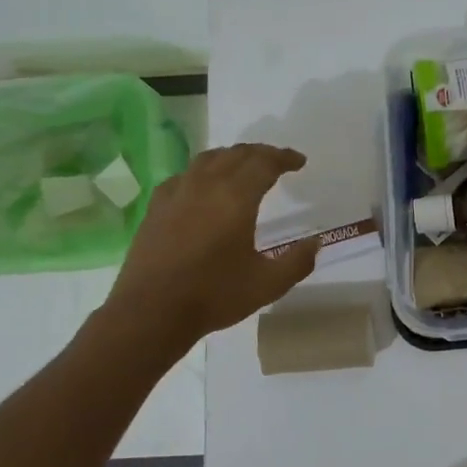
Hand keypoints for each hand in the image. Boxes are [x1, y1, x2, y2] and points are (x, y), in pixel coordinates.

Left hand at [100, 144, 316, 351]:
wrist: (151, 312)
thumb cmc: (214, 296)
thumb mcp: (268, 284)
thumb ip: (297, 261)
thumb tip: (315, 242)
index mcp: (236, 198)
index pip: (264, 163)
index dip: (284, 158)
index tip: (299, 162)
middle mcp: (206, 186)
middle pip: (237, 154)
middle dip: (261, 153)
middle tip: (278, 162)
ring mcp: (177, 194)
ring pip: (208, 159)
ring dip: (232, 156)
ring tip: (244, 166)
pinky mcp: (157, 207)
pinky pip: (184, 175)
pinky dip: (203, 171)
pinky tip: (203, 186)